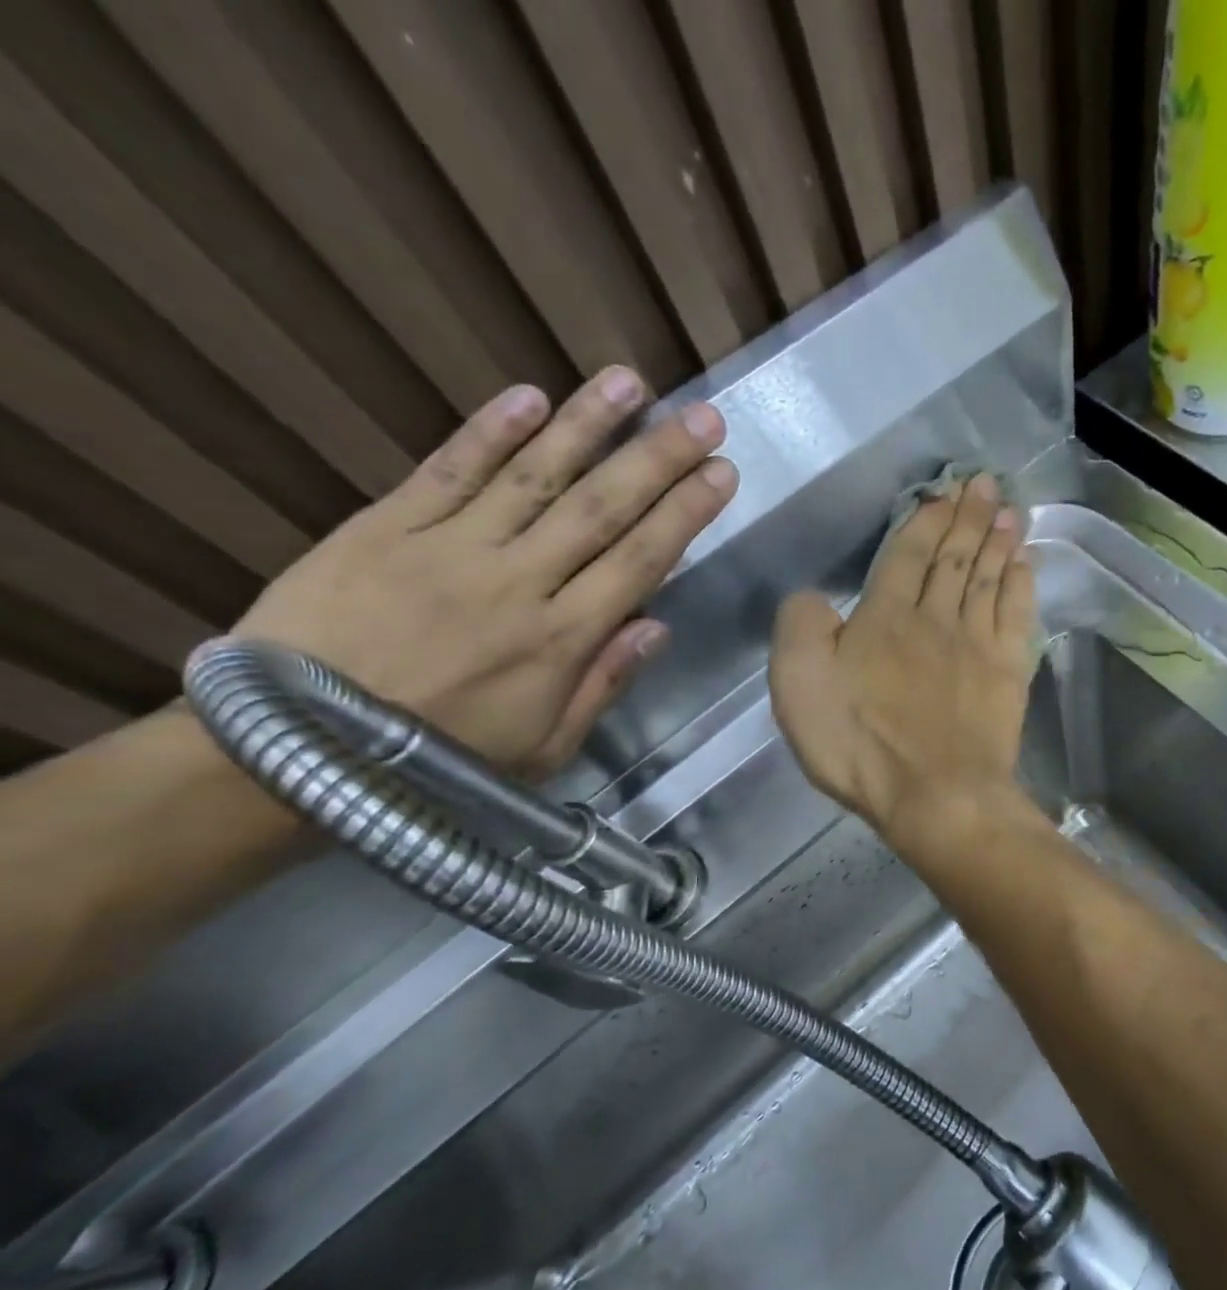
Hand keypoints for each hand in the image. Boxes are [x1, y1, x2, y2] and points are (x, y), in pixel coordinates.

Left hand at [234, 368, 736, 777]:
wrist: (293, 747)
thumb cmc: (441, 757)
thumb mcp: (544, 747)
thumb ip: (602, 685)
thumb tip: (657, 627)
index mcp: (560, 641)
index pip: (639, 562)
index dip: (684, 514)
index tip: (721, 474)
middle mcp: (517, 583)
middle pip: (601, 509)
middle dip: (659, 459)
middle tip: (704, 417)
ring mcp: (450, 548)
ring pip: (534, 477)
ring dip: (587, 425)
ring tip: (631, 382)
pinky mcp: (386, 527)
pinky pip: (448, 470)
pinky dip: (489, 432)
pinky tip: (530, 396)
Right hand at [770, 473, 1035, 845]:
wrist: (935, 794)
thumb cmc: (860, 744)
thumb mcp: (799, 683)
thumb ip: (802, 627)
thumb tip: (814, 597)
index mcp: (886, 616)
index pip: (908, 554)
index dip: (926, 519)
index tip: (944, 491)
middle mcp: (937, 618)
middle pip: (955, 557)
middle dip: (969, 516)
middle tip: (987, 483)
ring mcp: (978, 645)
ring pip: (990, 578)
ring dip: (999, 541)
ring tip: (1010, 510)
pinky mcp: (1007, 674)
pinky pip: (1017, 615)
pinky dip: (1022, 585)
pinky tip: (1026, 564)